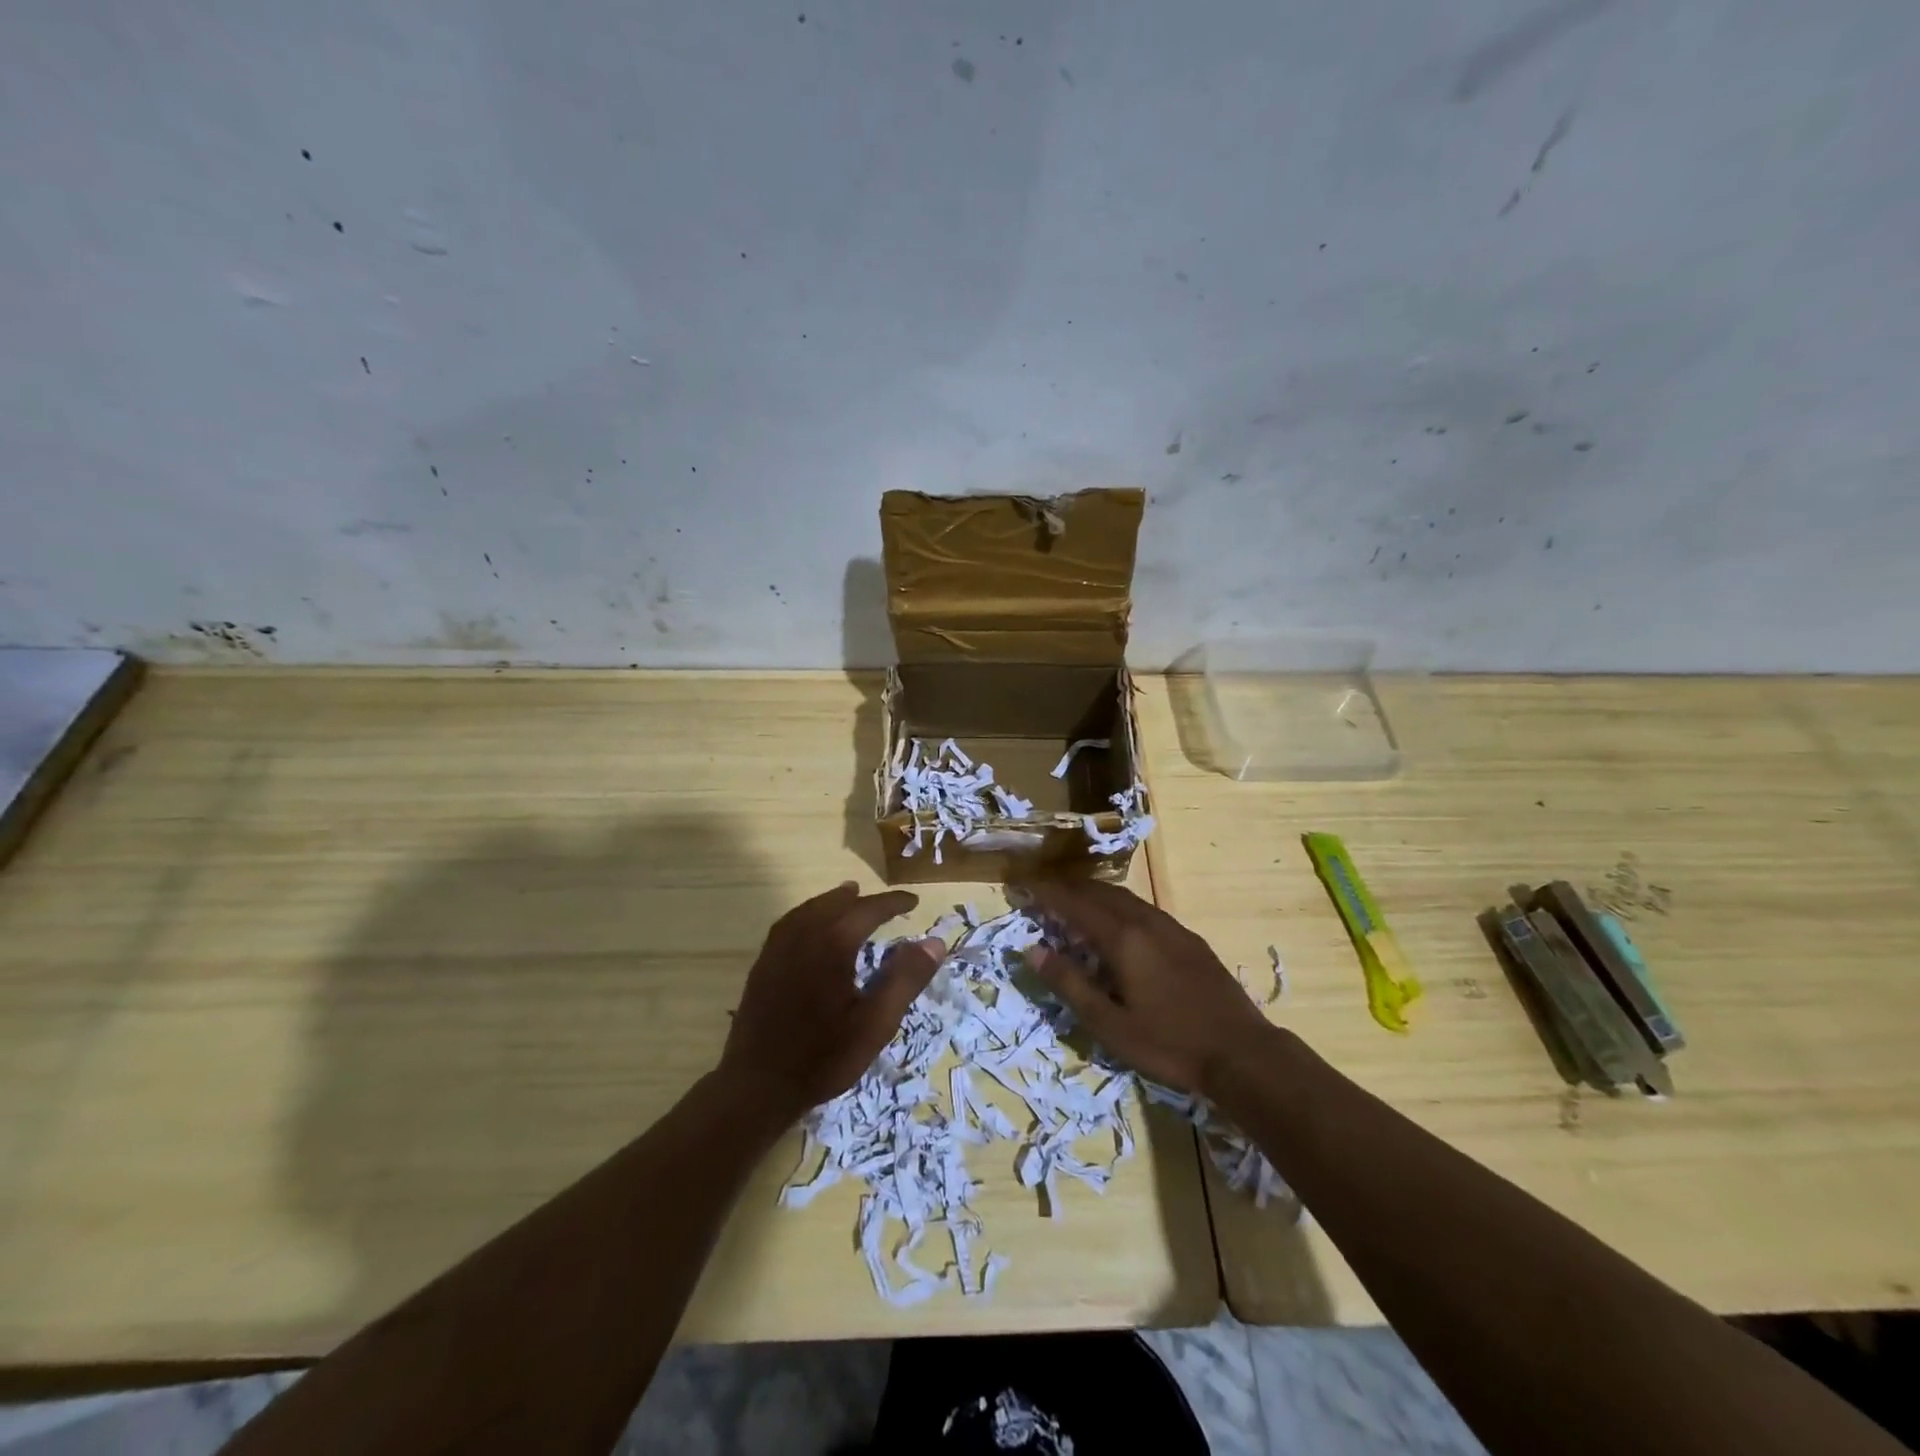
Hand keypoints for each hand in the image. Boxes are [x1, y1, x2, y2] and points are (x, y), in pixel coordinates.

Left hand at [718, 882, 944, 1119]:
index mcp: (833, 943)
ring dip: (834, 902)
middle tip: (886, 905)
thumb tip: (934, 942)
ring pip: (810, 909)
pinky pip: (790, 923)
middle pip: (836, 903)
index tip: (913, 902)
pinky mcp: (763, 964)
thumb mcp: (876, 1022)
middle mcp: (804, 935)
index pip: (869, 909)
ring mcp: (778, 948)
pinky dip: (809, 914)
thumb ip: (906, 978)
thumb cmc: (824, 1057)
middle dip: (863, 900)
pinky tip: (811, 927)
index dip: (893, 903)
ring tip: (849, 898)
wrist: (757, 1086)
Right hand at [1020, 878, 1274, 1094]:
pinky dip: (1118, 905)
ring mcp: (1172, 928)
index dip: (1046, 893)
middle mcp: (1146, 921)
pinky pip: (1143, 908)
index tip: (1022, 886)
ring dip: (1094, 894)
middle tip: (1042, 890)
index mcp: (1123, 938)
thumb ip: (1069, 984)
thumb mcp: (1109, 1024)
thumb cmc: (1169, 1043)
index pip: (1075, 904)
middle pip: (1100, 892)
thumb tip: (1032, 950)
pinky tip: (1118, 922)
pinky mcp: (1189, 939)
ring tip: (1073, 902)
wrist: (1242, 1053)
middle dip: (1068, 888)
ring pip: (1124, 897)